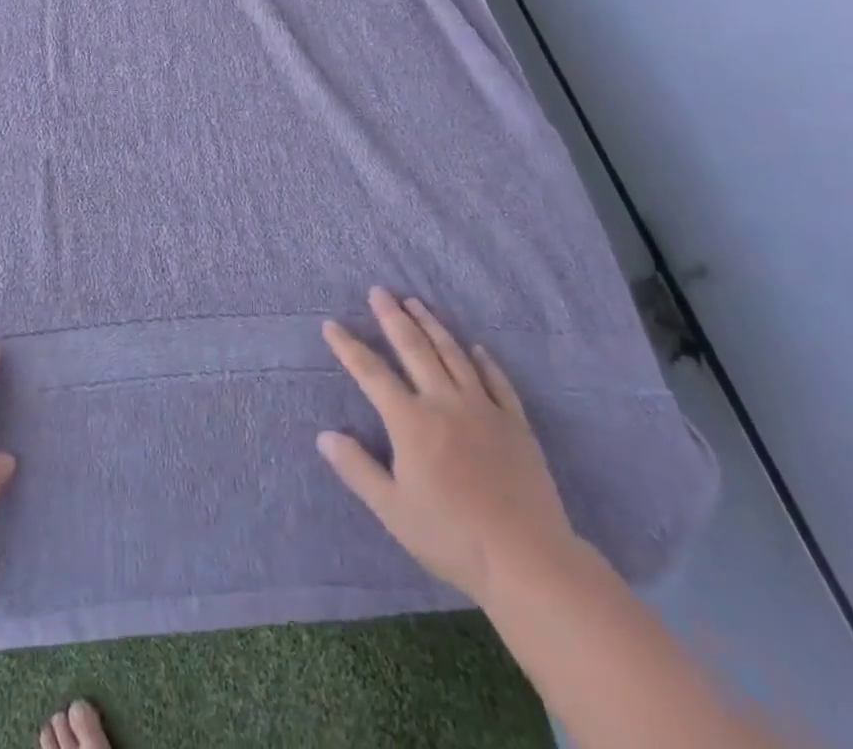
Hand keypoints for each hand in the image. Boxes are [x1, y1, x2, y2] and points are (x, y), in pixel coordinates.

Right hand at [318, 287, 576, 602]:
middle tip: (379, 291)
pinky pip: (497, 382)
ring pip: (453, 355)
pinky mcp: (515, 425)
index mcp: (411, 422)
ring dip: (432, 325)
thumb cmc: (451, 537)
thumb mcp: (392, 510)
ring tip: (416, 302)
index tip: (331, 324)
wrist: (528, 561)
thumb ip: (357, 469)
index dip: (349, 347)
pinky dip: (484, 361)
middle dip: (393, 317)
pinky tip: (476, 347)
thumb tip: (324, 436)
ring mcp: (483, 410)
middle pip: (414, 349)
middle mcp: (444, 403)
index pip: (371, 373)